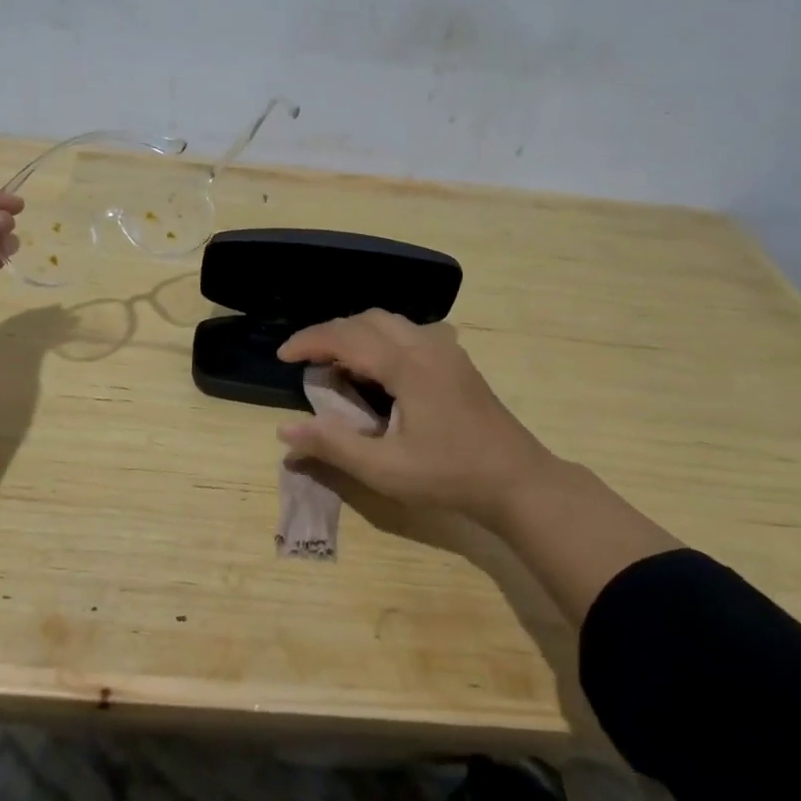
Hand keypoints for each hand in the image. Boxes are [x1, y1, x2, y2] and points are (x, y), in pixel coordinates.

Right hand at [275, 309, 569, 529]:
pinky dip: (380, 337)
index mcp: (406, 365)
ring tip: (336, 362)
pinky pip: (408, 331)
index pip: (346, 337)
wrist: (518, 480)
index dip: (309, 341)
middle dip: (330, 333)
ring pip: (389, 321)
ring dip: (356, 332)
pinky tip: (378, 367)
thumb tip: (285, 431)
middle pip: (366, 320)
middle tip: (306, 360)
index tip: (283, 356)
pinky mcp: (456, 360)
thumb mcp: (385, 469)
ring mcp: (445, 350)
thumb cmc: (449, 476)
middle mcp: (425, 345)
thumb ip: (333, 446)